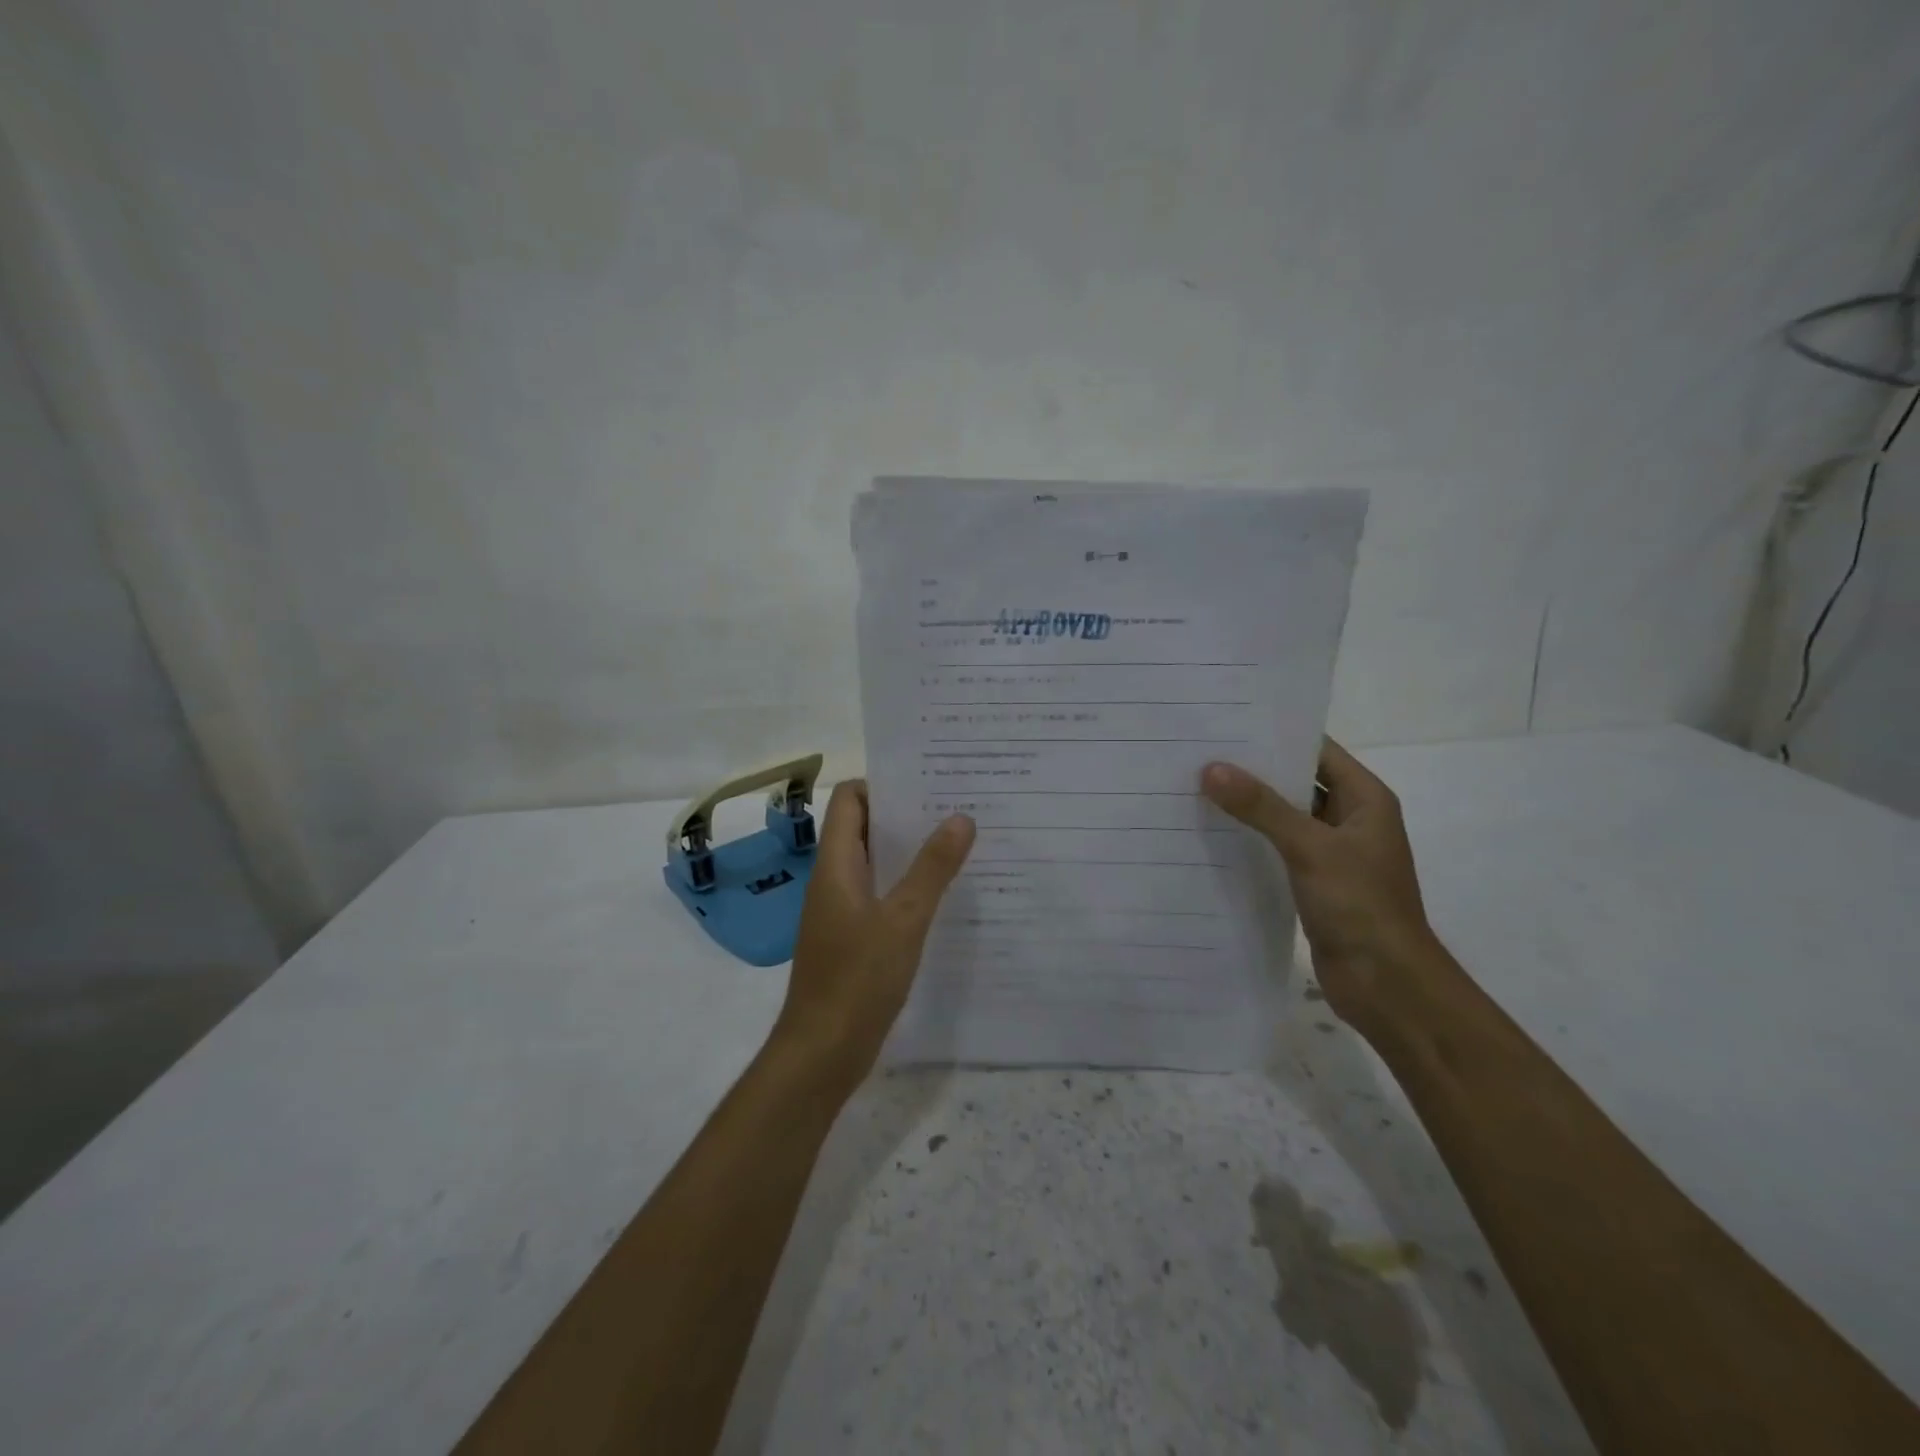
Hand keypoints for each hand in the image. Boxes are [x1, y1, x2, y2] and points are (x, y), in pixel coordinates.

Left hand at [774, 781, 974, 1094]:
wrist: (822, 1052)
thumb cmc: (857, 979)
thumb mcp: (903, 919)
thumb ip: (932, 868)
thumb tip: (960, 817)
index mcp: (836, 865)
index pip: (849, 800)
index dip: (882, 784)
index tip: (927, 779)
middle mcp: (834, 880)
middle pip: (864, 828)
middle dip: (906, 815)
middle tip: (956, 806)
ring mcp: (841, 911)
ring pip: (876, 863)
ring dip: (910, 851)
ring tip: (959, 843)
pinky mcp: (852, 938)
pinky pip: (880, 896)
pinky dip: (907, 886)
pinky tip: (944, 895)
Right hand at [1202, 739, 1436, 1038]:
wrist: (1386, 984)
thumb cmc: (1360, 905)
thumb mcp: (1311, 847)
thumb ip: (1262, 807)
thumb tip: (1211, 769)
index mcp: (1365, 799)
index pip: (1317, 750)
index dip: (1276, 734)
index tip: (1227, 723)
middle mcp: (1350, 819)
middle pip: (1297, 781)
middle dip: (1253, 769)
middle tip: (1200, 752)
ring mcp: (1331, 852)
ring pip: (1284, 817)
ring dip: (1248, 805)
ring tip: (1195, 786)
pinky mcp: (1313, 881)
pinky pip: (1277, 848)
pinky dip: (1250, 839)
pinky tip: (1211, 833)